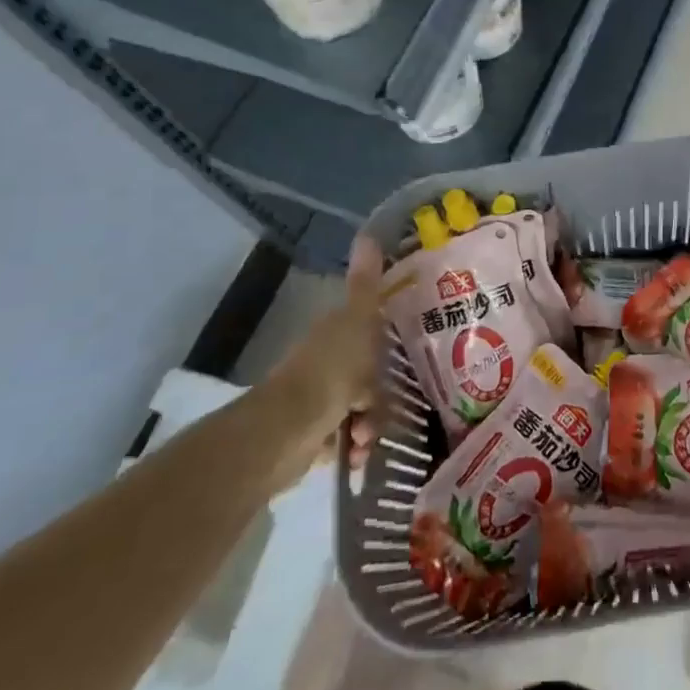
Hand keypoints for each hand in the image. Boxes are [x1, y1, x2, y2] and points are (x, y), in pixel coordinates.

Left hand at [318, 236, 386, 471]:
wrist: (286, 430)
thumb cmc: (330, 370)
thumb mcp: (357, 321)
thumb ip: (366, 284)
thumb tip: (366, 233)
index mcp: (335, 333)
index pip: (370, 333)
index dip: (387, 347)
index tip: (404, 362)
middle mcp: (325, 363)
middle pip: (369, 376)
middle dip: (381, 396)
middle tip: (380, 408)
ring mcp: (317, 400)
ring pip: (361, 408)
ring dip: (371, 425)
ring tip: (365, 438)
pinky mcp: (312, 435)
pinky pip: (345, 439)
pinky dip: (354, 448)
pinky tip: (355, 456)